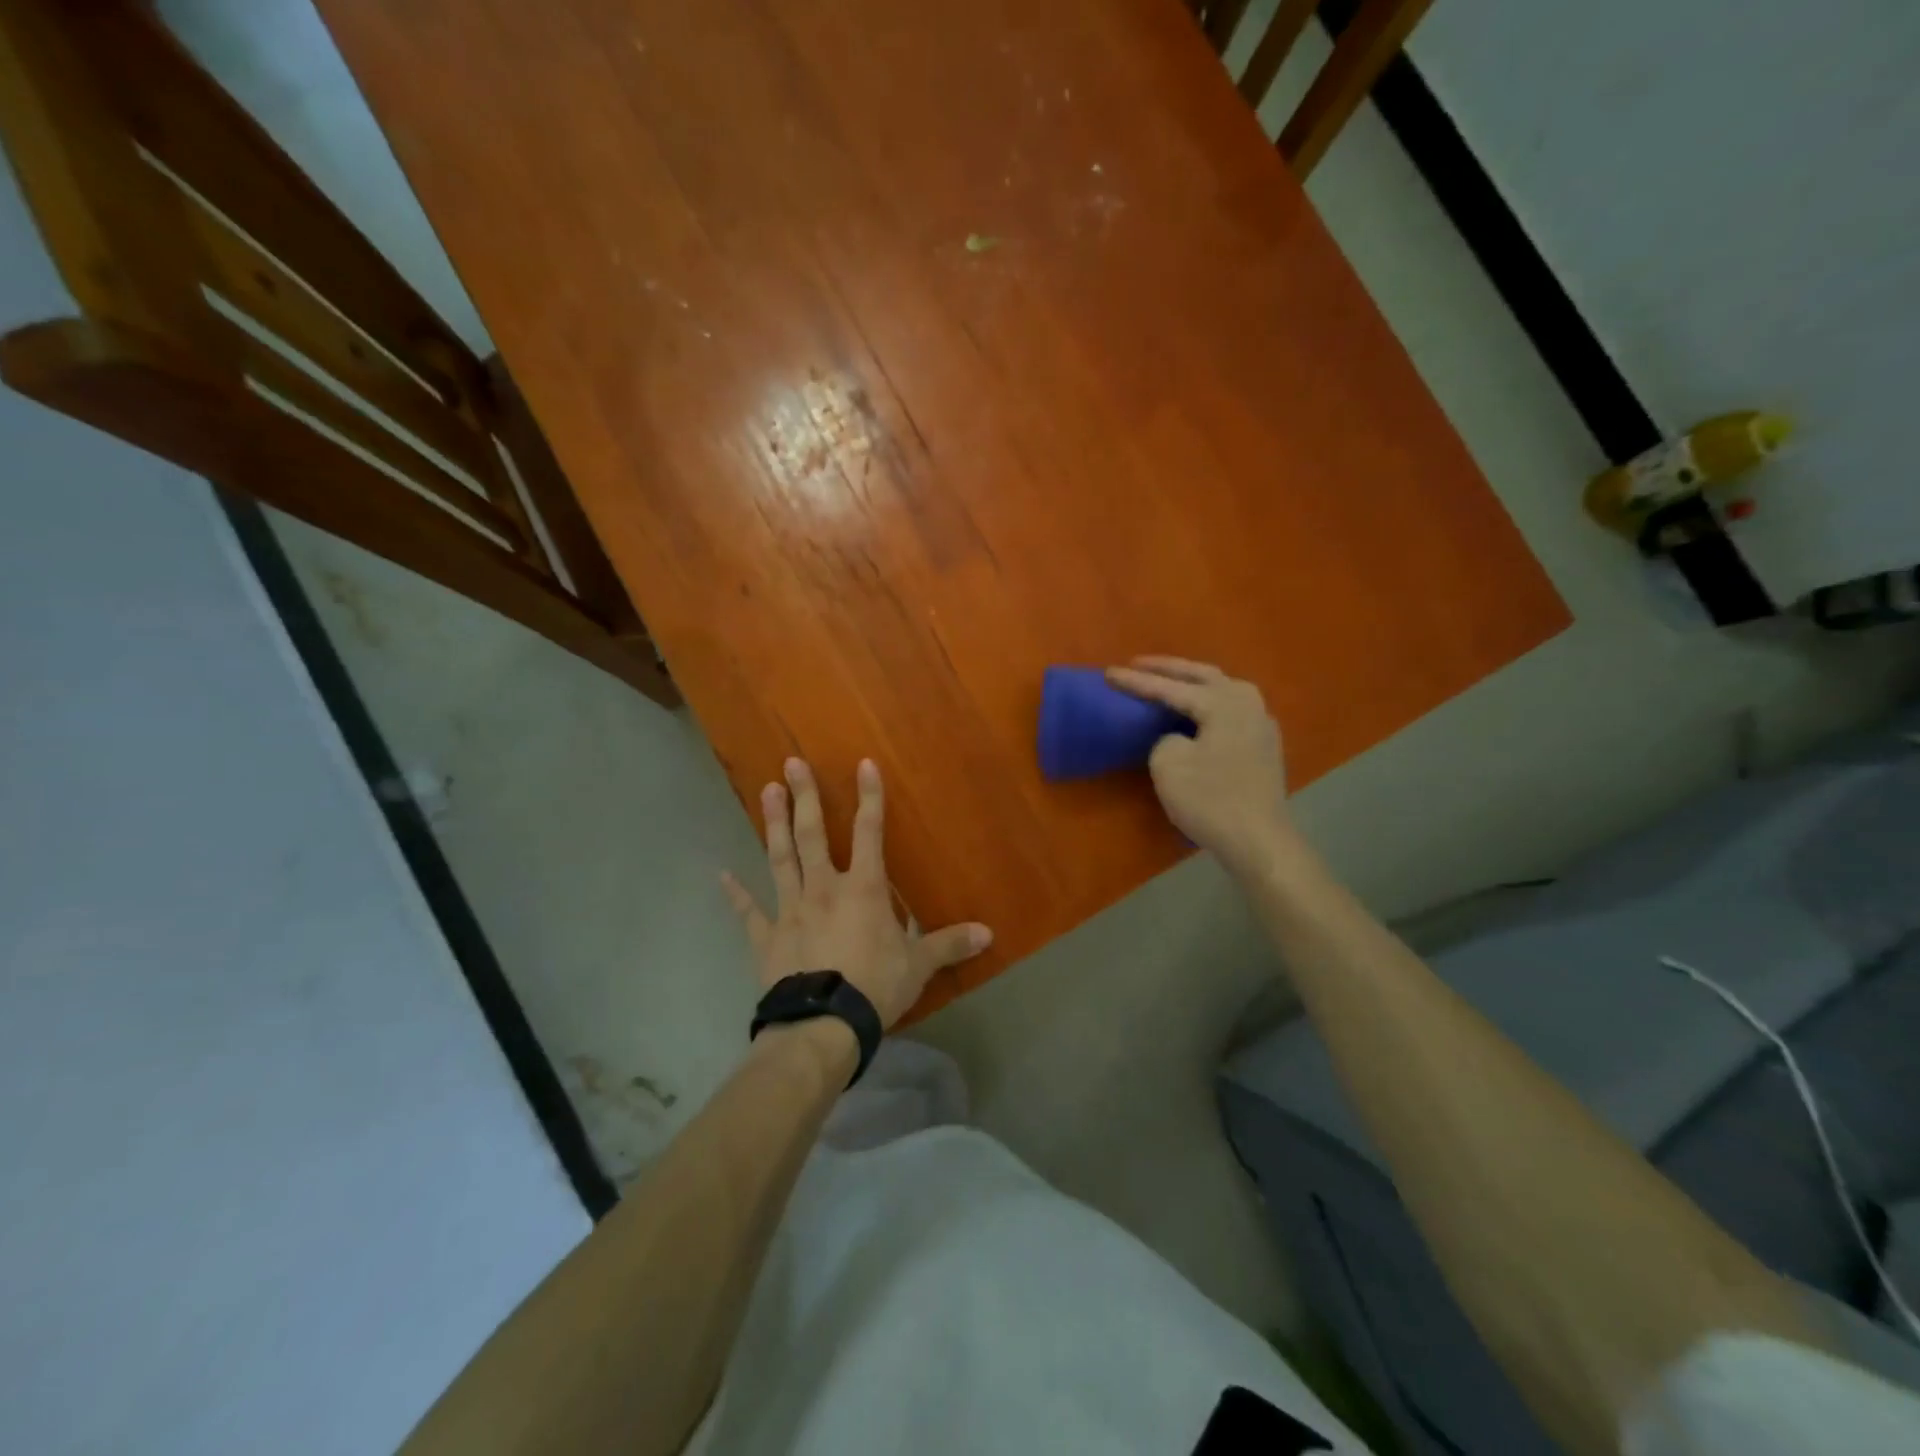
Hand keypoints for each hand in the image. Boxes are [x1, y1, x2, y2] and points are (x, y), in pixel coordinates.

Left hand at [721, 757, 992, 1029]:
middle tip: (791, 763)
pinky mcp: (767, 937)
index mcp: (863, 889)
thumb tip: (989, 933)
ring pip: (780, 858)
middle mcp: (823, 888)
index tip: (863, 764)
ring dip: (773, 824)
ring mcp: (790, 910)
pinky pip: (749, 912)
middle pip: (813, 834)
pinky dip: (736, 894)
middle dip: (804, 797)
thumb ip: (949, 944)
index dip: (869, 797)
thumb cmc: (875, 987)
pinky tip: (721, 874)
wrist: (822, 1026)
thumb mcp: (919, 965)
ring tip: (766, 791)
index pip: (870, 832)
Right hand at [1106, 657, 1291, 873]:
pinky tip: (1198, 710)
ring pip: (1221, 688)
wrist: (1258, 840)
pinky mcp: (1263, 745)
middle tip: (1138, 664)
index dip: (1136, 682)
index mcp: (1223, 703)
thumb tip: (1177, 738)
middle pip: (1202, 676)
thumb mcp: (1169, 765)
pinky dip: (1208, 701)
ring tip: (1167, 680)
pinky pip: (1230, 709)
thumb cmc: (1210, 800)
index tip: (1108, 672)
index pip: (1170, 688)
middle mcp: (1247, 703)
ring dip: (1192, 681)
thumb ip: (1164, 738)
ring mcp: (1261, 723)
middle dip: (1168, 669)